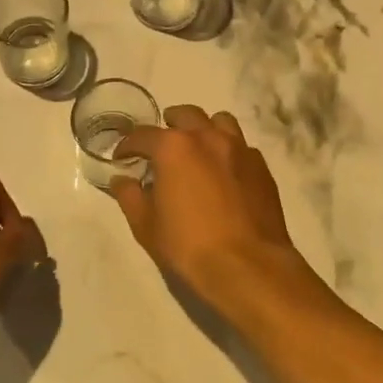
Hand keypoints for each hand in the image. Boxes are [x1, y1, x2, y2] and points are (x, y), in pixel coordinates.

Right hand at [111, 106, 300, 302]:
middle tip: (161, 146)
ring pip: (219, 122)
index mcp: (174, 148)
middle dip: (169, 125)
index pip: (143, 135)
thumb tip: (121, 180)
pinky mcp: (261, 167)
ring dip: (204, 129)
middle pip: (185, 115)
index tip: (122, 157)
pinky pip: (242, 146)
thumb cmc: (189, 246)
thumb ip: (130, 196)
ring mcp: (239, 149)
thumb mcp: (146, 226)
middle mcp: (207, 138)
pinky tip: (224, 173)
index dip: (128, 145)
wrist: (248, 267)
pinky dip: (228, 151)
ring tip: (197, 150)